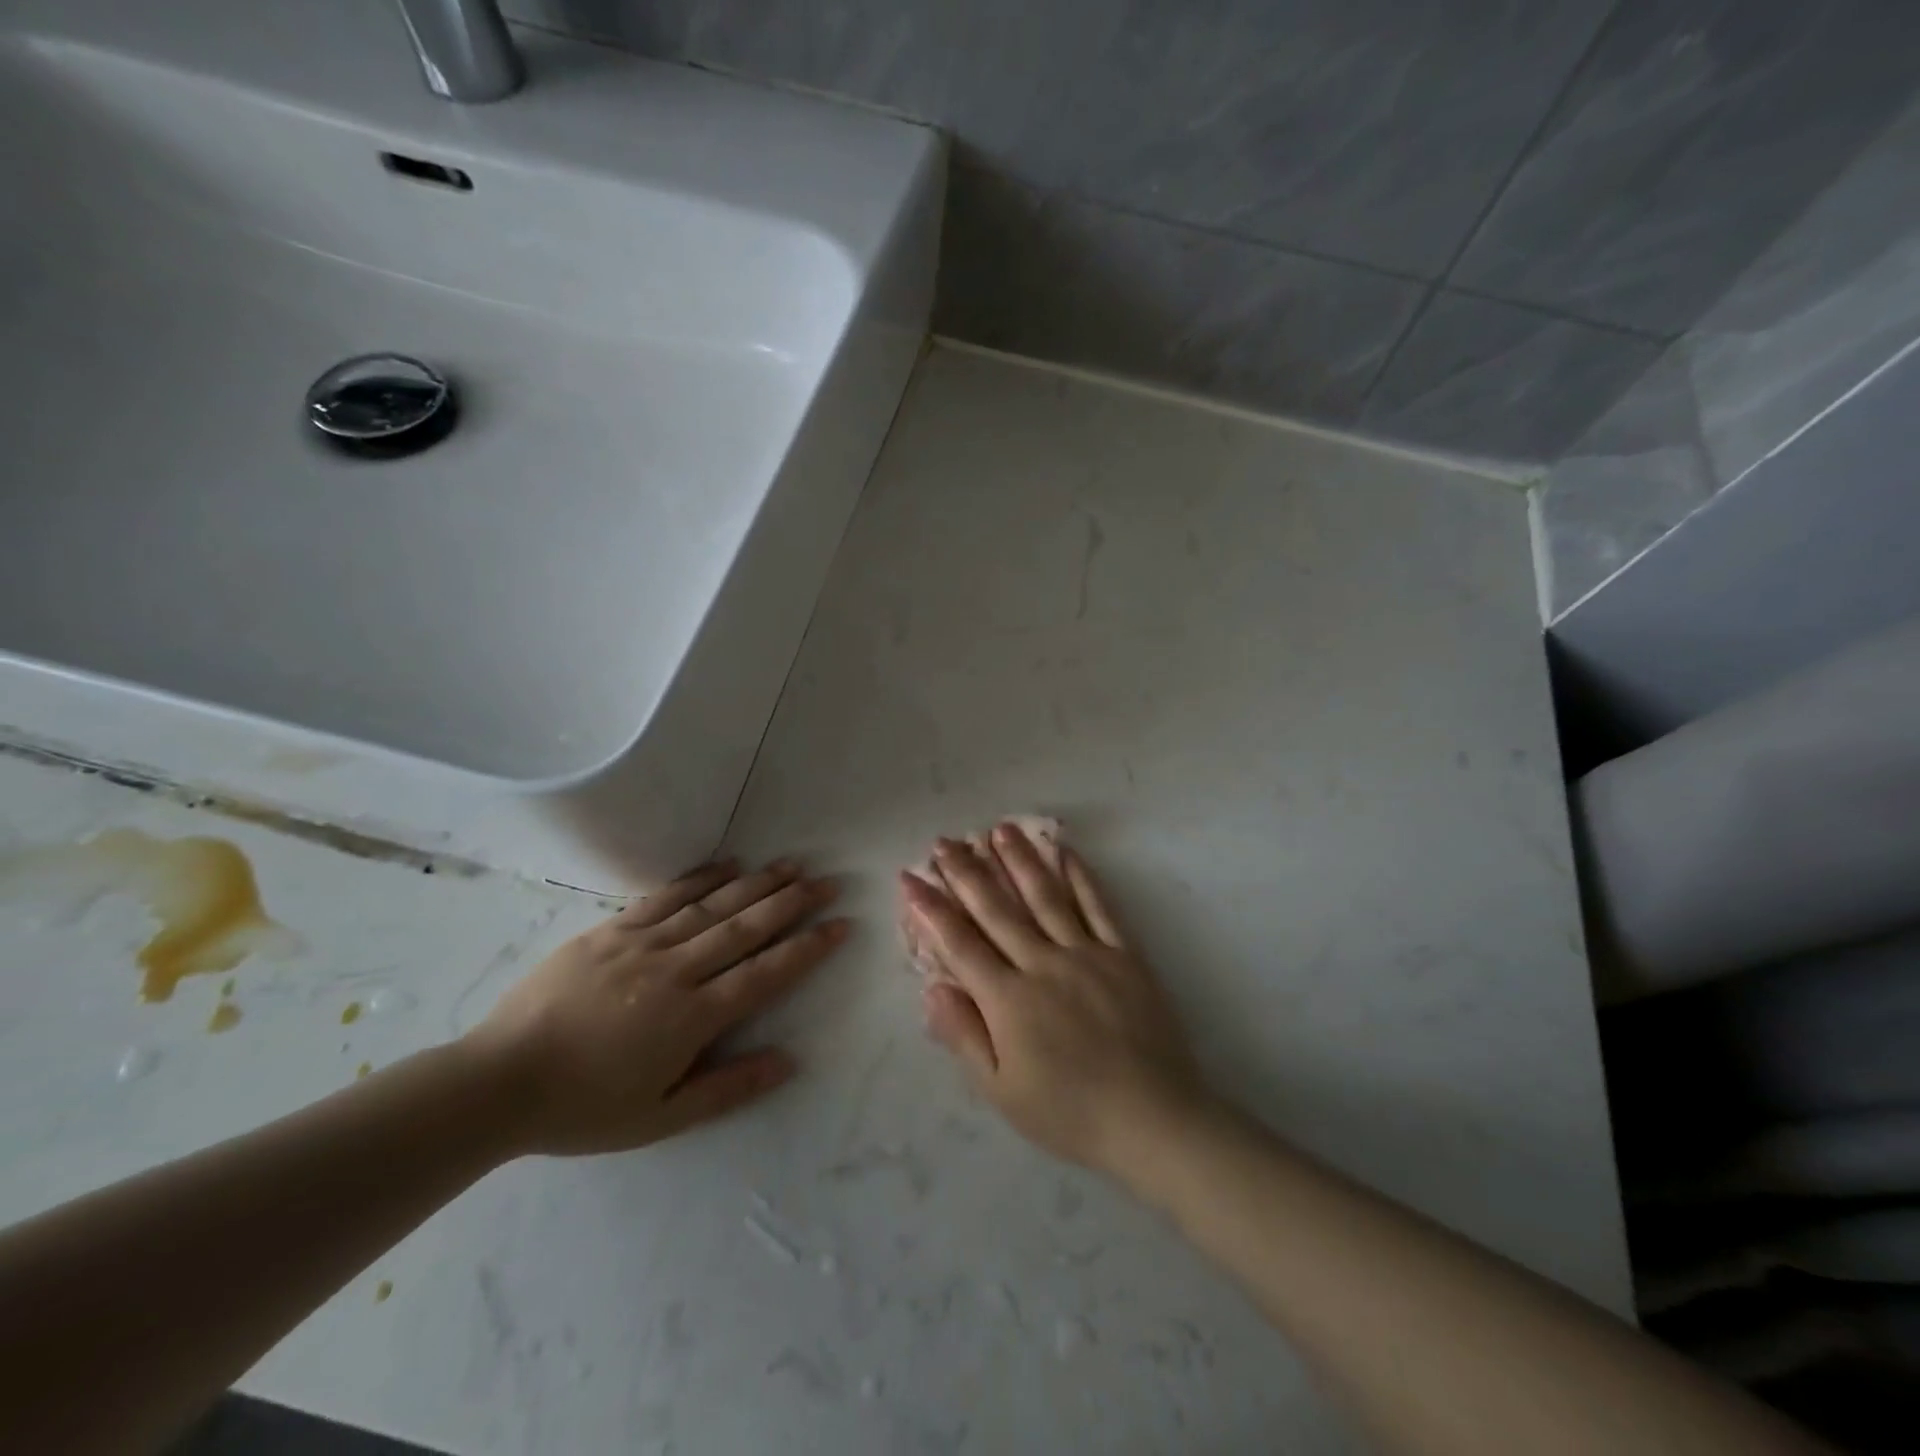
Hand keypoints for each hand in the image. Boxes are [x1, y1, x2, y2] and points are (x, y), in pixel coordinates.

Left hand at [464, 858, 847, 1155]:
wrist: (497, 1082)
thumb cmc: (582, 1109)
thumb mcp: (659, 1119)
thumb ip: (727, 1089)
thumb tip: (789, 1060)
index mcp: (691, 1018)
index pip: (765, 974)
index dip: (807, 948)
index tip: (840, 925)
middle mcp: (675, 971)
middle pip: (746, 929)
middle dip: (792, 904)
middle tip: (827, 882)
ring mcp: (642, 945)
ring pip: (712, 907)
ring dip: (756, 883)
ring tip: (791, 864)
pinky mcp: (611, 931)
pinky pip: (665, 898)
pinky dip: (700, 879)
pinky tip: (727, 864)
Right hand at [900, 824, 1208, 1176]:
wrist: (1152, 1119)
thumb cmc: (1069, 1113)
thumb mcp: (1002, 1091)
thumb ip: (965, 1035)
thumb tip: (932, 988)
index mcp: (1009, 999)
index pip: (960, 944)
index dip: (932, 909)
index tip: (911, 877)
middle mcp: (1043, 964)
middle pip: (998, 910)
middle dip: (967, 873)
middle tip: (946, 841)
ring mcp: (1086, 953)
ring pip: (1045, 896)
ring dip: (1019, 860)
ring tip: (999, 829)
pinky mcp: (1124, 954)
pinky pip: (1098, 906)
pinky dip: (1080, 877)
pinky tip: (1065, 851)